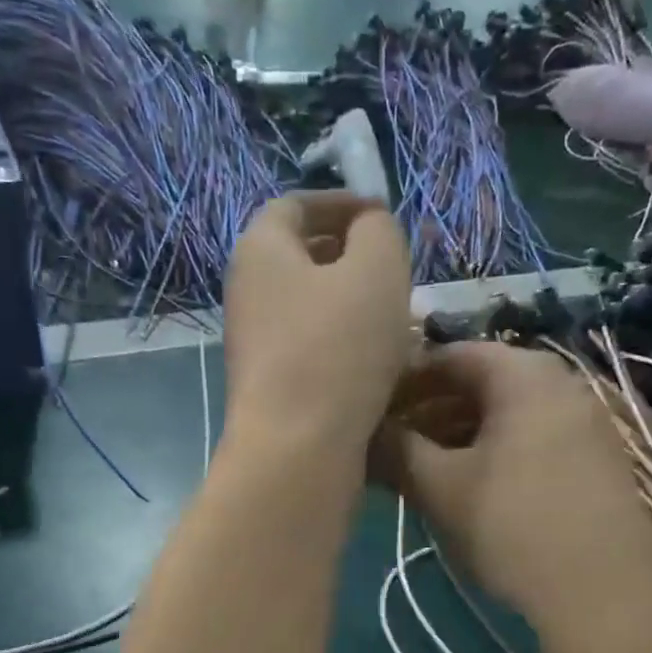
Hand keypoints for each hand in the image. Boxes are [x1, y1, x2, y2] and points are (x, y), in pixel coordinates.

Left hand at [221, 192, 412, 452]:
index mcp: (260, 250)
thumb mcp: (377, 269)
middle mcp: (247, 293)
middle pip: (303, 259)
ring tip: (403, 322)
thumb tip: (367, 230)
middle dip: (354, 259)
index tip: (382, 216)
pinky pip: (314, 348)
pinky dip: (347, 346)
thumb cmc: (338, 348)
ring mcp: (256, 344)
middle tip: (399, 273)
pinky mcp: (271, 386)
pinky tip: (384, 365)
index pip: (295, 205)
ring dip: (357, 307)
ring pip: (313, 308)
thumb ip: (378, 231)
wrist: (298, 449)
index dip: (341, 203)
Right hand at [376, 341, 651, 623]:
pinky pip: (531, 438)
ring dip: (458, 434)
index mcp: (522, 374)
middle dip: (430, 410)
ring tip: (423, 468)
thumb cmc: (511, 526)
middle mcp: (560, 383)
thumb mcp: (439, 487)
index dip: (405, 380)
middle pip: (480, 383)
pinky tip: (470, 486)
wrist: (603, 594)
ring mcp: (585, 421)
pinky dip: (493, 451)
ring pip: (506, 414)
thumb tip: (367, 431)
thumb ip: (397, 449)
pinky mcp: (596, 459)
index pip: (451, 356)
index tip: (373, 410)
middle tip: (393, 443)